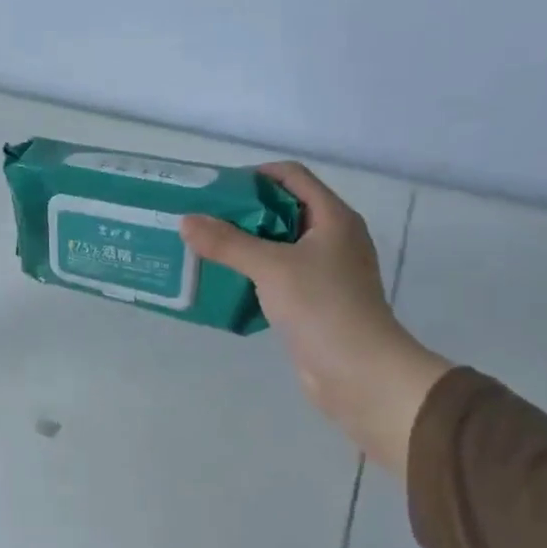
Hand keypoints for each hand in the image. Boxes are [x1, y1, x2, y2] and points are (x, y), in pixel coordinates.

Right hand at [181, 163, 452, 471]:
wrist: (360, 373)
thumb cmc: (322, 307)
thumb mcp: (271, 268)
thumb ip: (227, 243)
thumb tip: (186, 221)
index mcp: (333, 218)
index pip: (293, 176)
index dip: (256, 175)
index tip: (217, 189)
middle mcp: (333, 239)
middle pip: (284, 210)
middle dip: (244, 212)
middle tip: (203, 220)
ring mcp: (326, 272)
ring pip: (280, 246)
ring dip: (246, 246)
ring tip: (207, 250)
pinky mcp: (316, 302)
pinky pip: (280, 277)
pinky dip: (254, 275)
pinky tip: (226, 284)